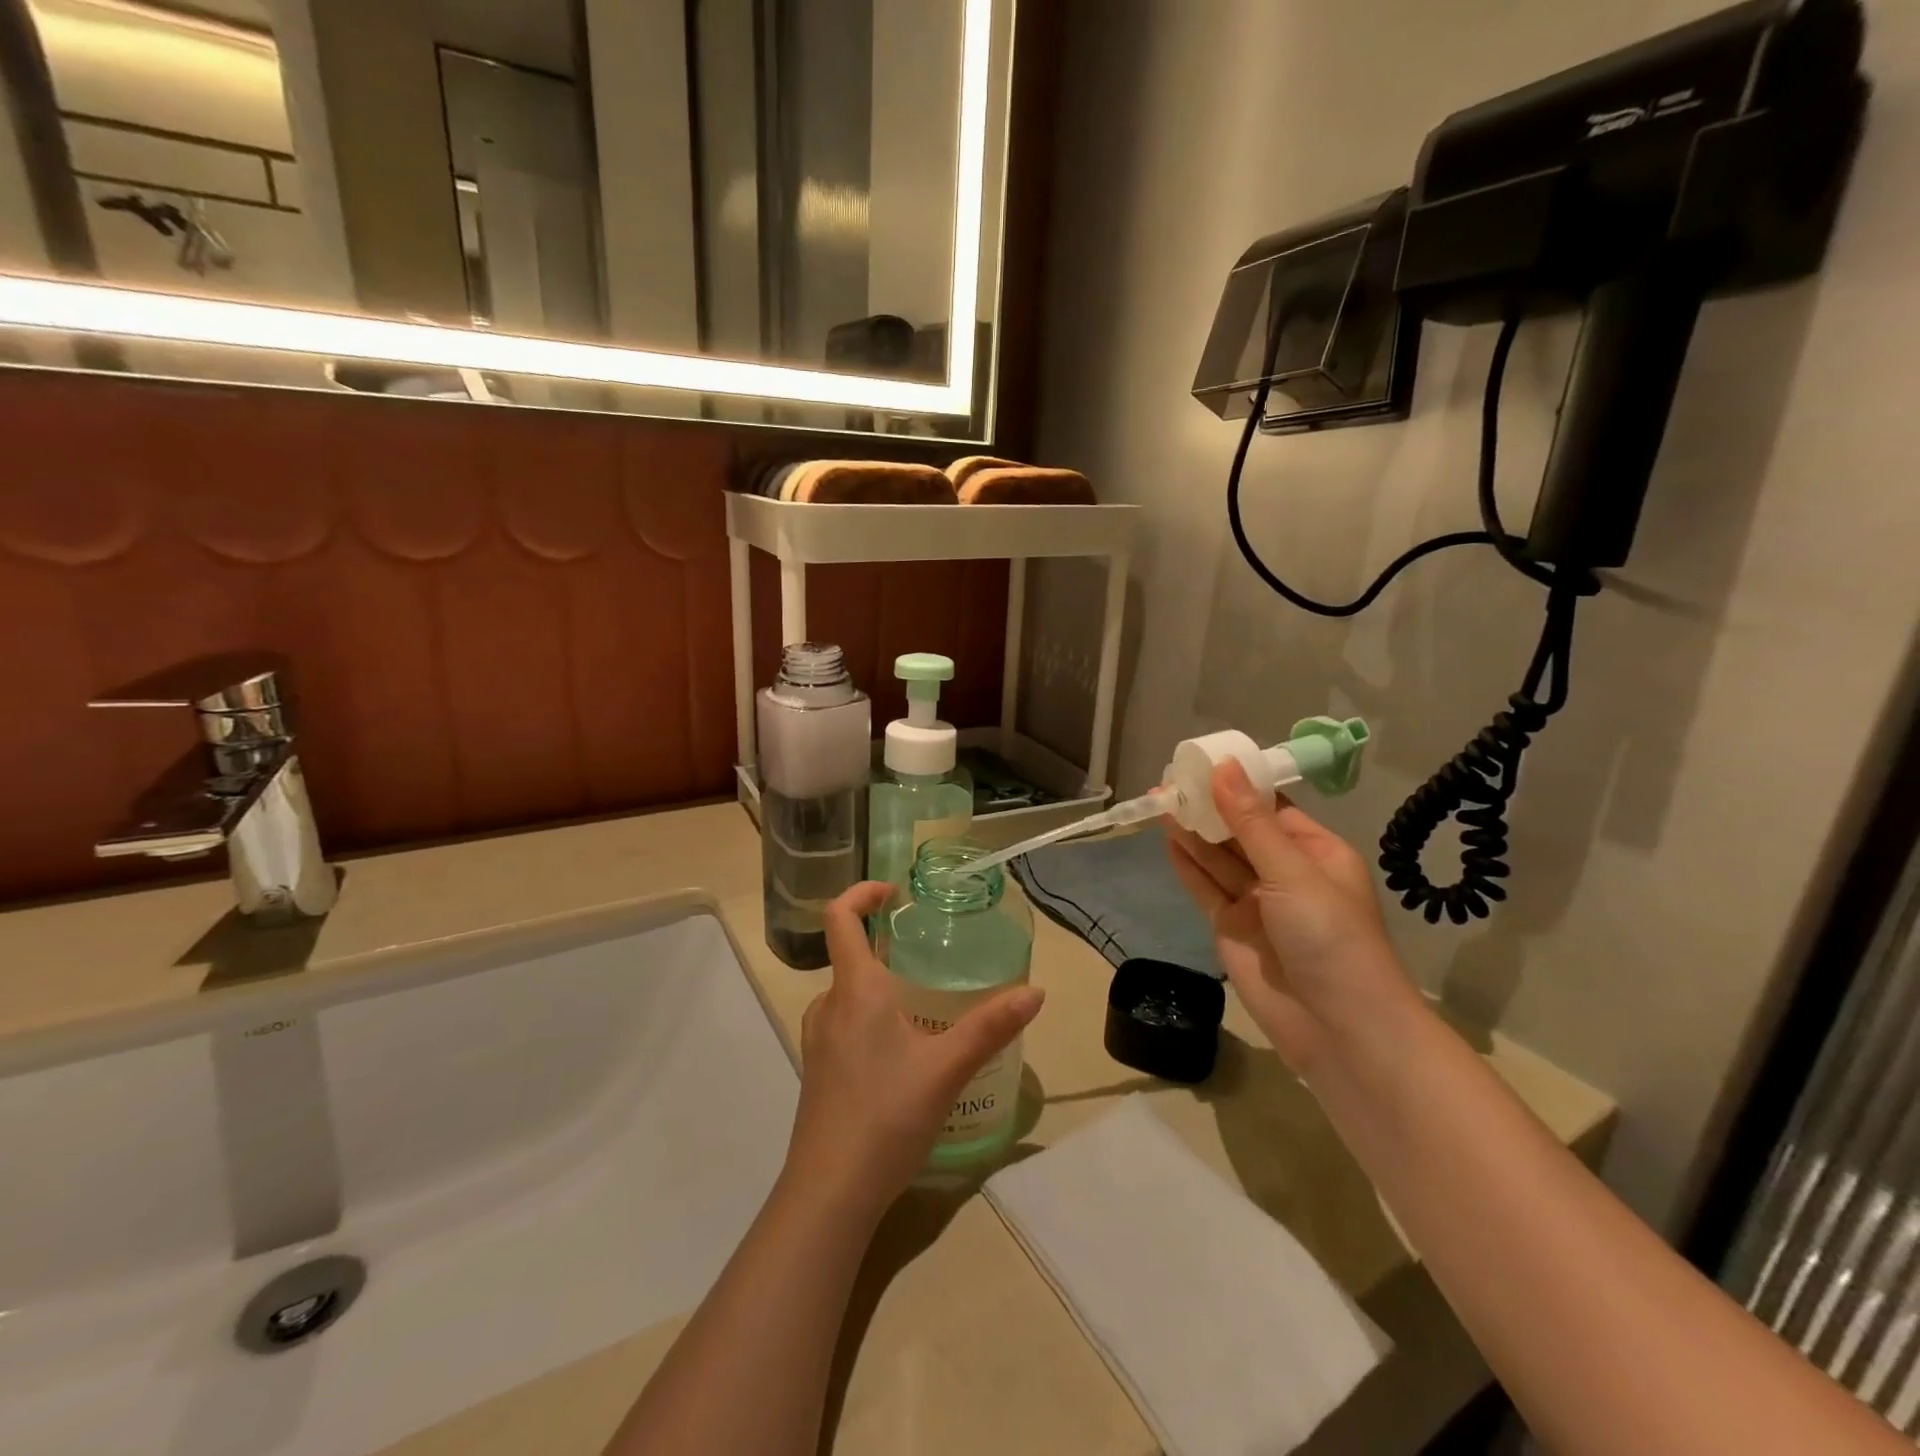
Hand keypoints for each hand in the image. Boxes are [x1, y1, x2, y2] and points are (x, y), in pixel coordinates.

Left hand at [785, 882, 1044, 1216]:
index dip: (862, 893)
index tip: (895, 893)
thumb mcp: (947, 1068)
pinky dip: (870, 1017)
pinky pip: (844, 1023)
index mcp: (855, 990)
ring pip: (848, 993)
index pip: (840, 918)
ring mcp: (817, 1040)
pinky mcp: (818, 1070)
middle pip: (850, 955)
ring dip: (880, 986)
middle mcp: (828, 1006)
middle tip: (930, 956)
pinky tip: (902, 1052)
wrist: (829, 1193)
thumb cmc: (885, 1116)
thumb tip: (1035, 991)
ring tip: (923, 1005)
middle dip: (887, 946)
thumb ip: (991, 1026)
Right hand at [1167, 760, 1415, 1075]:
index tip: (1201, 763)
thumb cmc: (1330, 938)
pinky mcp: (1231, 928)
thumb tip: (1223, 767)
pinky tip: (1167, 840)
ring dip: (1192, 832)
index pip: (1270, 808)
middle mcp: (1285, 873)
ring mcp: (1257, 903)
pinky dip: (1187, 866)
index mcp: (1315, 853)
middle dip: (1208, 807)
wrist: (1337, 1029)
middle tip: (1169, 782)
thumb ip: (1250, 823)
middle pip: (1239, 831)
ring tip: (1159, 801)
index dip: (1236, 785)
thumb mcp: (1292, 873)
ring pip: (1218, 858)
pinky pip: (1205, 888)